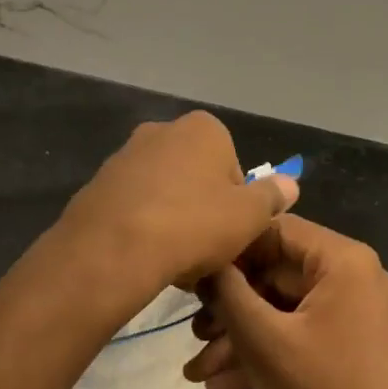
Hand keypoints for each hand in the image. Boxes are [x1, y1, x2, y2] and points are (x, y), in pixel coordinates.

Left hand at [60, 111, 297, 296]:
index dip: (237, 203)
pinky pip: (134, 206)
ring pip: (164, 192)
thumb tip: (290, 183)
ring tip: (175, 260)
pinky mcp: (98, 184)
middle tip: (206, 249)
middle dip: (203, 209)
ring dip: (173, 220)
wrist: (112, 249)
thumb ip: (272, 196)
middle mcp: (162, 130)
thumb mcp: (250, 216)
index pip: (233, 166)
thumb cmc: (193, 224)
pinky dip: (143, 227)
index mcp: (203, 128)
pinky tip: (145, 257)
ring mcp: (125, 156)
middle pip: (197, 177)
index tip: (232, 231)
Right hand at [185, 216, 387, 388]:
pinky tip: (220, 384)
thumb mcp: (264, 339)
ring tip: (196, 369)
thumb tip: (203, 262)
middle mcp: (350, 275)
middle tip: (192, 333)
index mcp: (341, 259)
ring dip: (239, 337)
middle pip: (275, 273)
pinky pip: (296, 333)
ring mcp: (349, 311)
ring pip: (281, 309)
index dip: (230, 251)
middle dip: (229, 308)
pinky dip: (263, 353)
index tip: (192, 275)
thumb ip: (227, 292)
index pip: (275, 230)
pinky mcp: (345, 343)